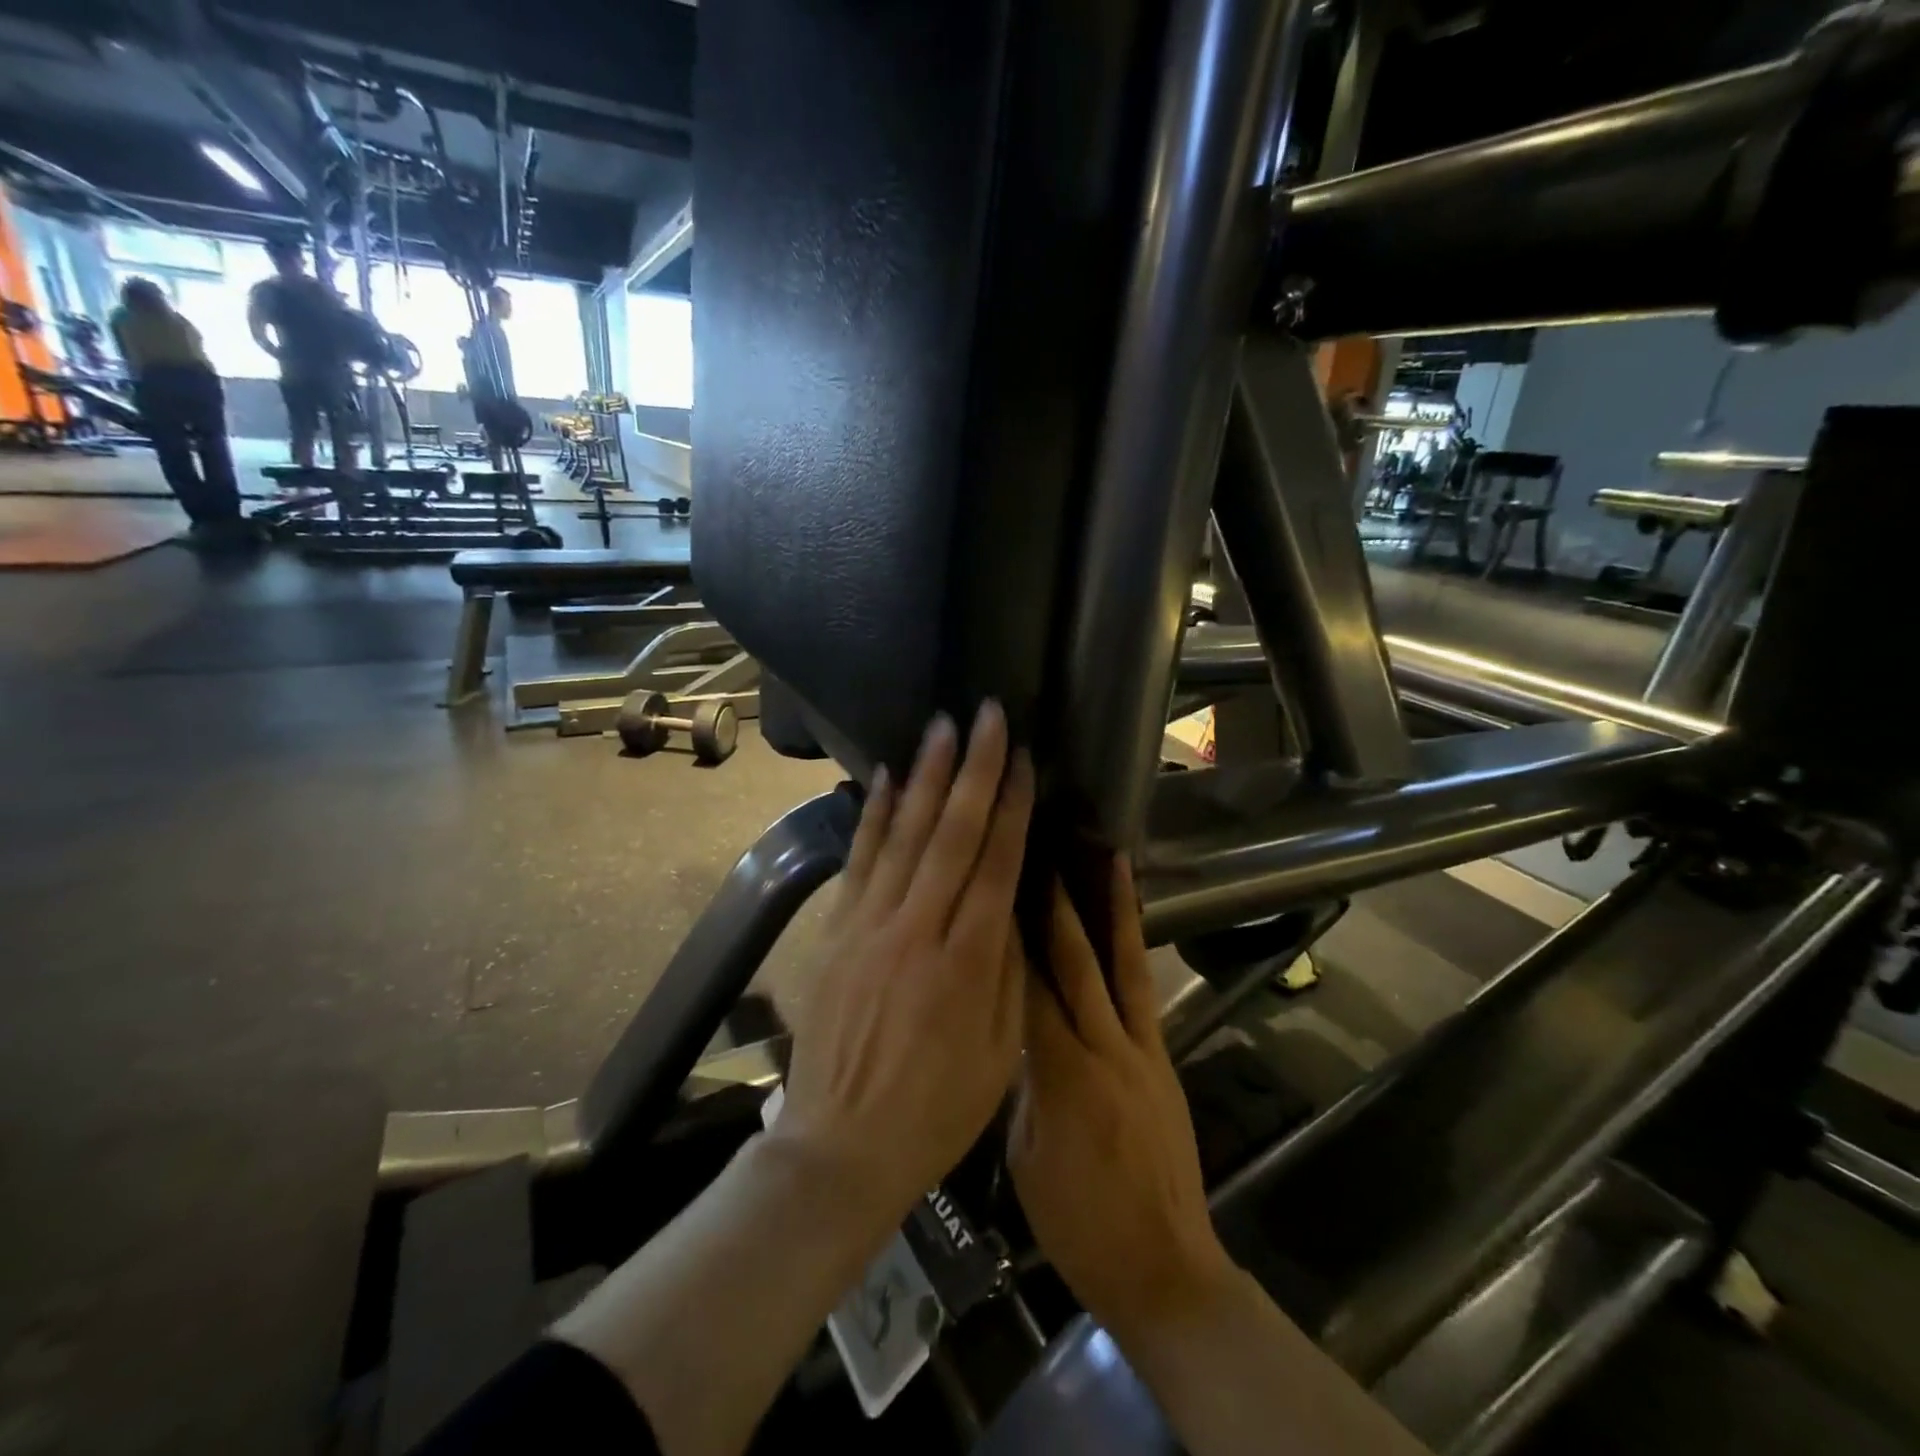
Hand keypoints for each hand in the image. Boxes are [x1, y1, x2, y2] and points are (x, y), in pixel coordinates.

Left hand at [776, 700, 1034, 1229]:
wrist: (841, 1146)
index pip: (995, 862)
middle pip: (951, 833)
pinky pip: (858, 861)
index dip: (1011, 805)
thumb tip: (1011, 904)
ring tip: (941, 727)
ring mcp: (869, 926)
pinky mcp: (836, 932)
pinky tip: (882, 778)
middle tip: (985, 715)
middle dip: (973, 768)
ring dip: (924, 776)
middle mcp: (917, 929)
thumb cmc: (935, 1111)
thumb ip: (1008, 970)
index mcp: (968, 961)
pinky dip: (872, 816)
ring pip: (903, 835)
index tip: (1022, 758)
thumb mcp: (1000, 1052)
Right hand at [1009, 860, 1235, 1339]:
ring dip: (1111, 907)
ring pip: (1122, 963)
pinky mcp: (1162, 1057)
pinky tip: (1127, 918)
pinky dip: (1134, 946)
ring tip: (1107, 855)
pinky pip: (1143, 990)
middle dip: (1055, 903)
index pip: (1026, 990)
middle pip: (1075, 963)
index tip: (992, 887)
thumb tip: (1007, 1025)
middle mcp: (1104, 1049)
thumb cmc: (1079, 1225)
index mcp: (1061, 1078)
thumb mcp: (1024, 1155)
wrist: (1165, 1269)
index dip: (1008, 936)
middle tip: (1040, 848)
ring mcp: (1142, 1049)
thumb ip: (1020, 1080)